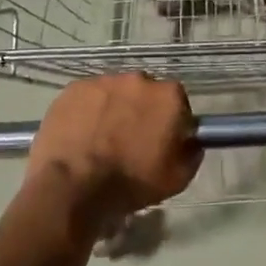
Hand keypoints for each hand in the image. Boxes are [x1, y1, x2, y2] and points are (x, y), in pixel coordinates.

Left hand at [27, 74, 200, 233]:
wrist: (74, 186)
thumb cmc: (131, 182)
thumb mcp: (177, 178)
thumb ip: (191, 153)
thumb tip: (191, 142)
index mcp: (169, 96)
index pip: (177, 102)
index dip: (170, 122)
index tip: (161, 141)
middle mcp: (139, 79)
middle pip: (145, 92)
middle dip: (141, 111)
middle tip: (130, 140)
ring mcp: (104, 81)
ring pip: (115, 92)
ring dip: (113, 109)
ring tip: (101, 138)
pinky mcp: (74, 88)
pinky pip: (88, 97)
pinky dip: (87, 111)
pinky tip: (81, 134)